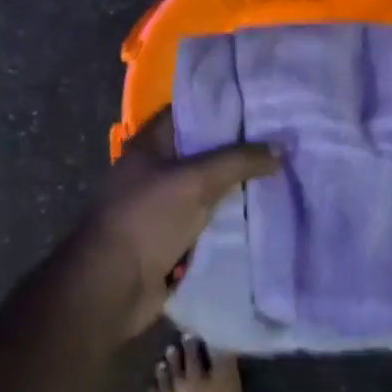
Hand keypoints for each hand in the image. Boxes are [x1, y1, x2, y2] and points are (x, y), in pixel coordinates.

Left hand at [72, 108, 278, 342]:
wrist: (110, 288)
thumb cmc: (146, 219)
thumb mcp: (196, 180)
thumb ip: (239, 161)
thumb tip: (281, 147)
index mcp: (149, 144)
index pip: (190, 111)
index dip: (222, 105)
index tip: (260, 103)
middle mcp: (155, 170)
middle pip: (202, 151)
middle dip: (238, 148)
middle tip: (281, 138)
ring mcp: (162, 205)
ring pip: (208, 187)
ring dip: (237, 185)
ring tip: (281, 171)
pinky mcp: (171, 238)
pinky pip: (207, 220)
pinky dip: (229, 217)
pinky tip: (263, 211)